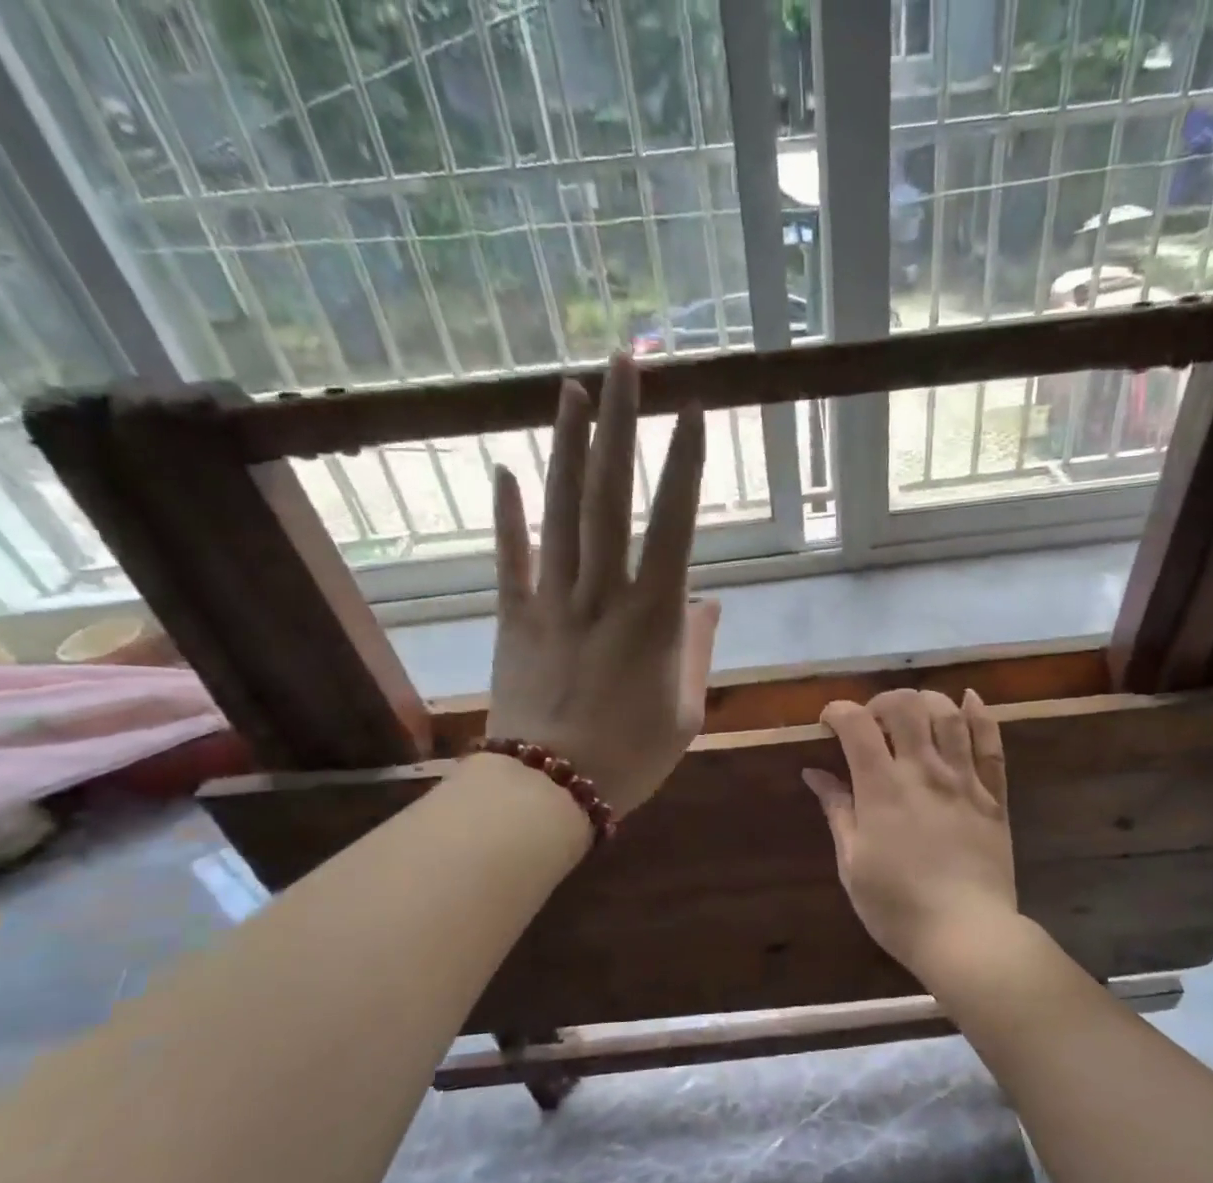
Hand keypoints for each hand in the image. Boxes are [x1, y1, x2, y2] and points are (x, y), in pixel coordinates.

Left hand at [486, 354, 719, 814]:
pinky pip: (509, 558)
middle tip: (625, 362)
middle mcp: (602, 593)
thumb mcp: (684, 711)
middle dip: (620, 423)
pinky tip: (502, 467)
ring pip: (559, 512)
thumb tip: (709, 601)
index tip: (693, 408)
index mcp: (653, 617)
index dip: (685, 463)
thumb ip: (697, 650)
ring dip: (566, 446)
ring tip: (572, 388)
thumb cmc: (630, 757)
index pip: (674, 524)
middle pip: (609, 495)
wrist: (550, 790)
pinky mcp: (514, 618)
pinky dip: (506, 513)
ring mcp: (552, 601)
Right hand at [802, 689, 1016, 979]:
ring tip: (912, 712)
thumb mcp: (852, 863)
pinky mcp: (994, 795)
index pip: (857, 725)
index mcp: (882, 788)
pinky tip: (969, 699)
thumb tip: (815, 773)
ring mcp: (964, 780)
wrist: (966, 934)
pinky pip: (991, 743)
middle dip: (881, 702)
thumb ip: (837, 811)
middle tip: (871, 721)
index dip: (838, 712)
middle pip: (905, 706)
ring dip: (926, 701)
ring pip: (948, 714)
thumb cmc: (896, 906)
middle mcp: (924, 771)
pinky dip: (980, 715)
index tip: (829, 724)